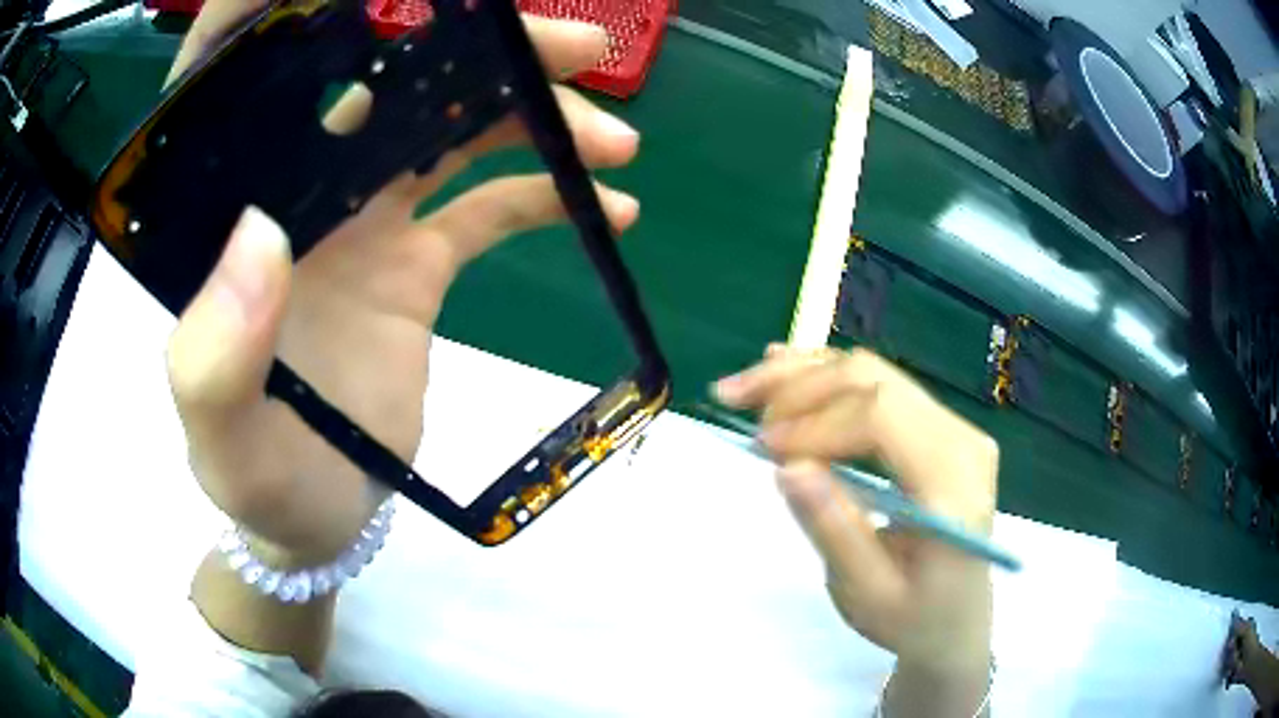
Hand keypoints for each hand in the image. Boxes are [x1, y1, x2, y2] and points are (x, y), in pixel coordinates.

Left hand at [165, 0, 640, 565]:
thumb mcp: (219, 439)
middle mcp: (295, 191)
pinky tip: (609, 205)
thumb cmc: (253, 481)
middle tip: (570, 47)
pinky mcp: (414, 260)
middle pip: (378, 81)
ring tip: (614, 135)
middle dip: (473, 47)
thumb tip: (263, 237)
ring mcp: (362, 219)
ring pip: (449, 129)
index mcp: (225, 212)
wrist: (315, 518)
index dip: (277, 12)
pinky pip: (486, 205)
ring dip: (532, 116)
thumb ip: (214, 356)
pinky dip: (546, 194)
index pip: (235, 79)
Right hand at [714, 346, 997, 676]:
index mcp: (954, 482)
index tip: (763, 448)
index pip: (882, 417)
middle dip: (798, 386)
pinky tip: (785, 368)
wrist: (956, 619)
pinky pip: (877, 386)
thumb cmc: (913, 617)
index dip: (815, 422)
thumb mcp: (867, 593)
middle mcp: (961, 437)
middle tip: (736, 404)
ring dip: (803, 375)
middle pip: (873, 380)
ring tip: (744, 387)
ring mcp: (952, 425)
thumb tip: (787, 466)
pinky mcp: (935, 426)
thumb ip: (833, 528)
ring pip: (870, 373)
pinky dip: (826, 378)